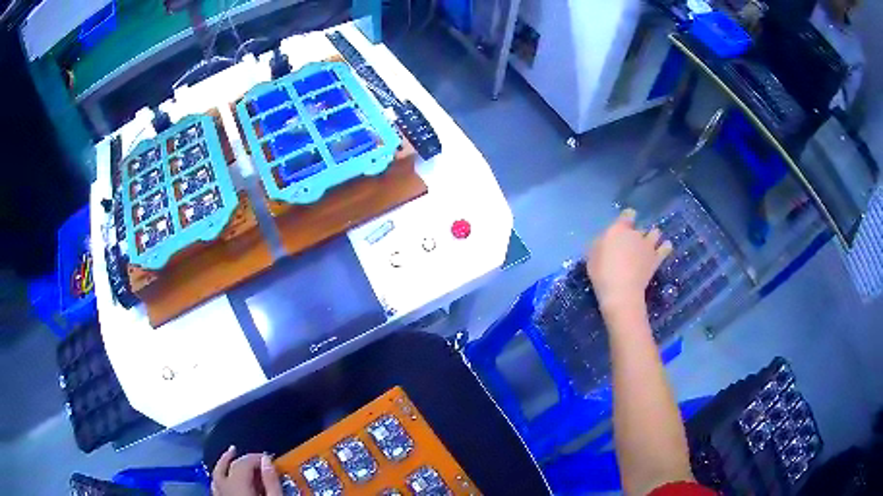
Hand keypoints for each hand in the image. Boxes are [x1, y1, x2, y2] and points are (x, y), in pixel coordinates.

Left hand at [212, 446, 282, 495]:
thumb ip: (271, 480)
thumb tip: (267, 460)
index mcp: (236, 485)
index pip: (242, 462)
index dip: (255, 457)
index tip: (268, 457)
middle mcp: (223, 488)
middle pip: (225, 466)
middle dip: (237, 458)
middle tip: (248, 453)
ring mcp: (220, 495)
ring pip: (216, 476)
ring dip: (224, 466)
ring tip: (230, 459)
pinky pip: (216, 488)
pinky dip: (221, 480)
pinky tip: (226, 480)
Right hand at [586, 209, 671, 315]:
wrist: (621, 292)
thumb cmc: (602, 273)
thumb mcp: (592, 256)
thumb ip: (600, 244)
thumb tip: (605, 240)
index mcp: (619, 230)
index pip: (628, 214)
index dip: (627, 218)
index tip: (623, 227)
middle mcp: (635, 234)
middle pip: (640, 227)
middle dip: (637, 234)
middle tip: (631, 245)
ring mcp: (648, 246)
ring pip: (655, 232)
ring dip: (653, 236)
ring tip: (649, 244)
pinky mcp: (656, 259)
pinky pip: (665, 248)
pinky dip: (665, 246)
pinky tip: (664, 248)